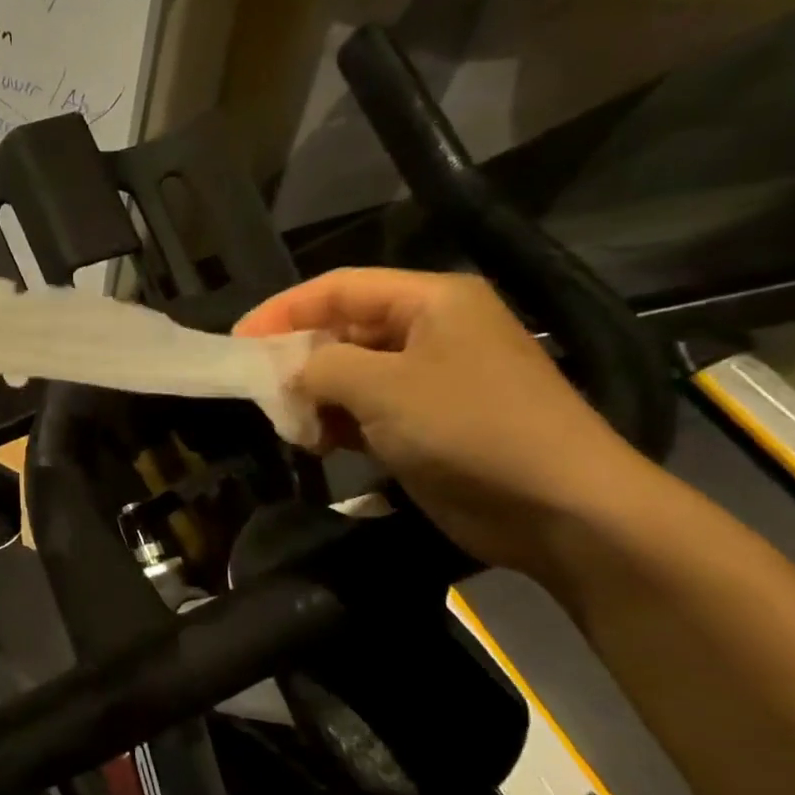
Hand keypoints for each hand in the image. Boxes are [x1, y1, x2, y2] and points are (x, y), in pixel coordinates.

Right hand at [236, 268, 661, 574]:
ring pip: (350, 375)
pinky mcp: (427, 425)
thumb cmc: (468, 427)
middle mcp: (430, 331)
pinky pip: (366, 412)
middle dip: (297, 359)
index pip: (339, 288)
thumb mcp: (382, 387)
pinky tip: (318, 445)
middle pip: (343, 330)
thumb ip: (322, 367)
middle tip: (258, 390)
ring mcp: (430, 381)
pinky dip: (337, 425)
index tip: (237, 342)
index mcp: (430, 301)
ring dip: (315, 398)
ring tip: (291, 426)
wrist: (557, 506)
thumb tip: (292, 375)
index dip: (283, 311)